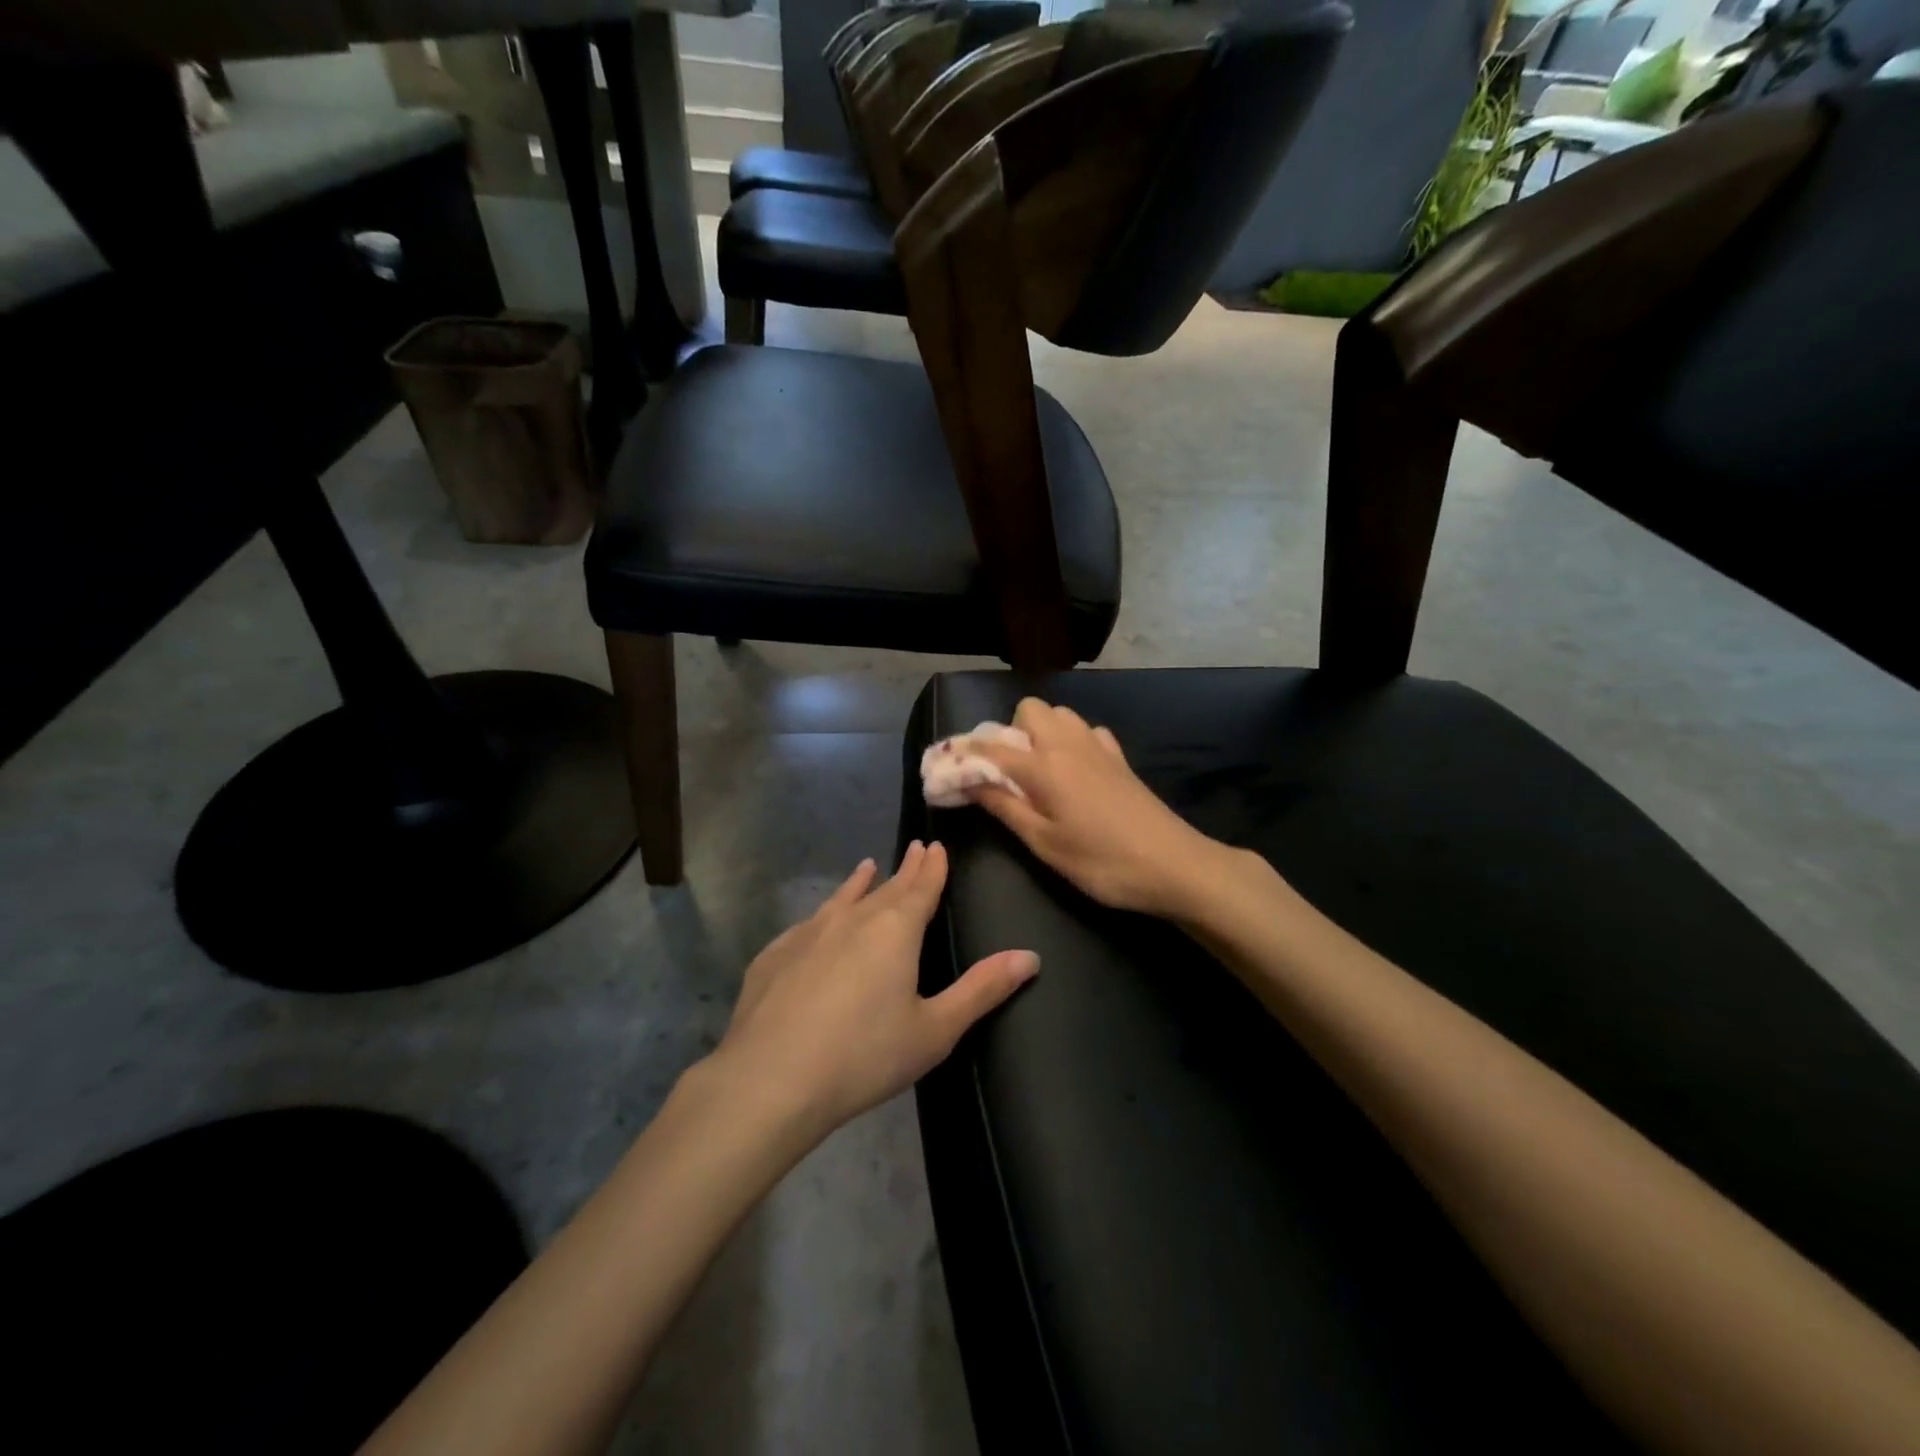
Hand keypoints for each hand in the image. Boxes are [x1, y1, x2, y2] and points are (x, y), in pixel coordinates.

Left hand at [709, 841, 1038, 1139]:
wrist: (771, 1079)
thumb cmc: (864, 1055)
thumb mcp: (935, 1029)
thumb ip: (982, 989)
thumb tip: (1030, 956)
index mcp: (895, 930)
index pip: (921, 887)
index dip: (933, 867)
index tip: (936, 845)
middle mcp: (852, 919)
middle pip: (886, 887)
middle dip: (905, 869)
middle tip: (915, 849)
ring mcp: (808, 933)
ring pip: (843, 899)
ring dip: (860, 882)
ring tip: (867, 867)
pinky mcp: (775, 955)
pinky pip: (808, 923)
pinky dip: (824, 912)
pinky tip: (818, 922)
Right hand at [965, 698, 1234, 919]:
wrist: (1174, 865)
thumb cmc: (1102, 862)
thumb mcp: (1044, 844)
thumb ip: (1004, 807)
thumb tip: (967, 782)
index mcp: (1044, 765)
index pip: (991, 747)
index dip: (964, 756)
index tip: (947, 771)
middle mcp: (1068, 743)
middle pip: (1029, 709)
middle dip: (1009, 732)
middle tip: (1007, 773)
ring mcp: (1098, 746)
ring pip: (1060, 715)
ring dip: (1040, 732)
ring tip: (1038, 772)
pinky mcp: (1120, 758)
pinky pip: (1087, 731)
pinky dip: (1072, 741)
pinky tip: (1075, 772)